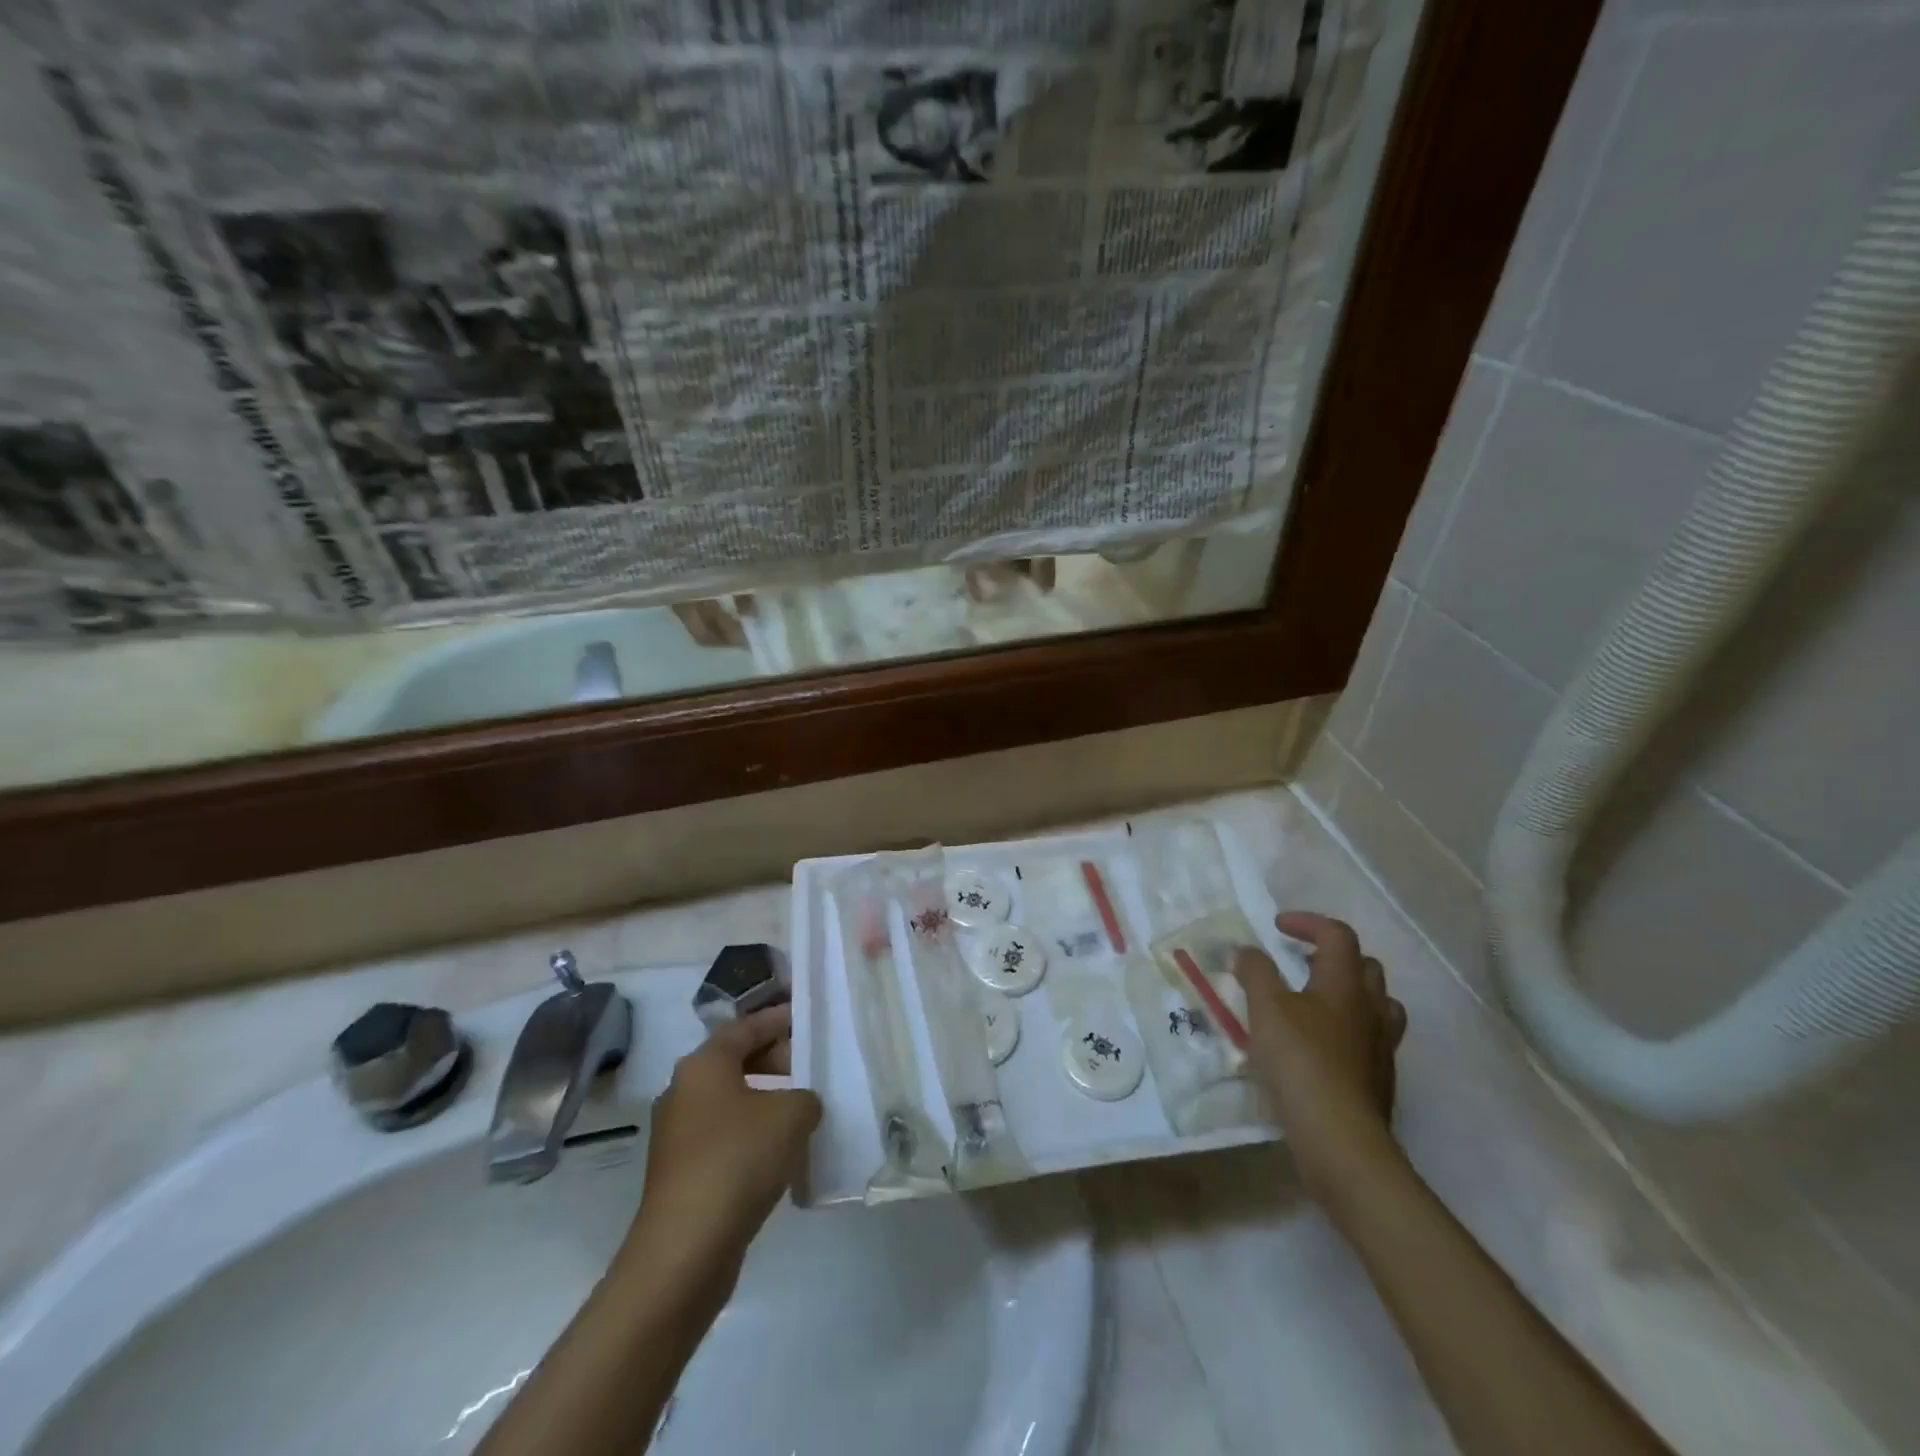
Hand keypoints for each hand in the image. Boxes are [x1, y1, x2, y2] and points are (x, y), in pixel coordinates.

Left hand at [627, 1006, 821, 1281]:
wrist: (685, 1249)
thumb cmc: (738, 1160)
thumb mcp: (792, 1114)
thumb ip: (805, 1096)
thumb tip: (799, 1103)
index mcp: (703, 1065)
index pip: (744, 1027)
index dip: (777, 1019)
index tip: (805, 1017)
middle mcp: (683, 1091)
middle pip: (734, 1061)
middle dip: (775, 1060)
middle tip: (810, 1067)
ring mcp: (678, 1135)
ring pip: (730, 1100)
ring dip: (765, 1099)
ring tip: (803, 1109)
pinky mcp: (682, 1172)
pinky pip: (725, 1135)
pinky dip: (752, 1132)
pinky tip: (781, 1151)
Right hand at [1232, 912, 1407, 1196]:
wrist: (1341, 1139)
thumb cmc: (1301, 1062)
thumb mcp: (1266, 1009)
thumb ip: (1255, 973)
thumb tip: (1247, 951)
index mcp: (1345, 984)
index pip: (1337, 935)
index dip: (1308, 923)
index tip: (1278, 926)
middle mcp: (1371, 1009)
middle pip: (1365, 966)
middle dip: (1332, 956)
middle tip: (1299, 963)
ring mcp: (1381, 1047)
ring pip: (1376, 1004)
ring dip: (1347, 993)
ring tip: (1314, 1003)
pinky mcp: (1379, 1079)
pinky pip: (1369, 1039)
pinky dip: (1347, 1029)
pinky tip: (1320, 1046)